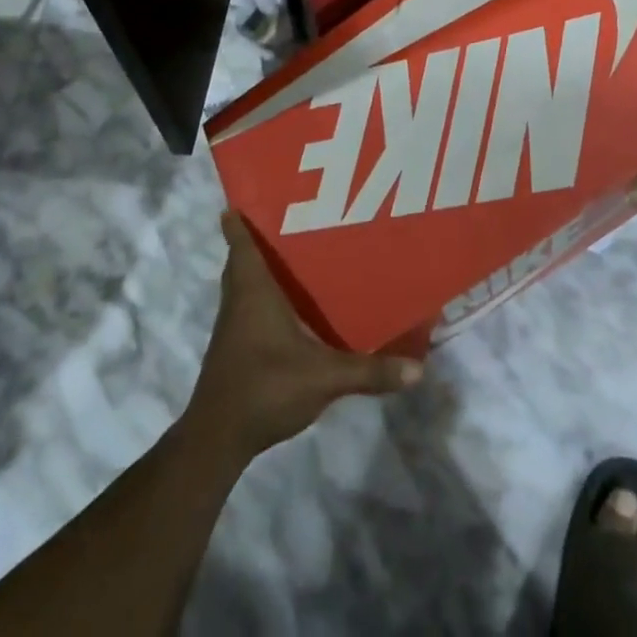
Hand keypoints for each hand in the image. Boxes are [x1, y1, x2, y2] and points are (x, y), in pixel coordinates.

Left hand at [186, 211, 422, 462]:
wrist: (218, 439)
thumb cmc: (266, 388)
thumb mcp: (324, 378)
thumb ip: (368, 372)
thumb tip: (418, 370)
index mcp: (254, 291)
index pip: (241, 243)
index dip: (239, 220)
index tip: (243, 197)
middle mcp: (238, 301)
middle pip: (239, 260)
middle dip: (255, 240)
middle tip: (282, 221)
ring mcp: (232, 327)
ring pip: (241, 285)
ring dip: (257, 269)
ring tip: (290, 256)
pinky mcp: (233, 349)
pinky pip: (245, 308)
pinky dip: (259, 298)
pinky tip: (286, 307)